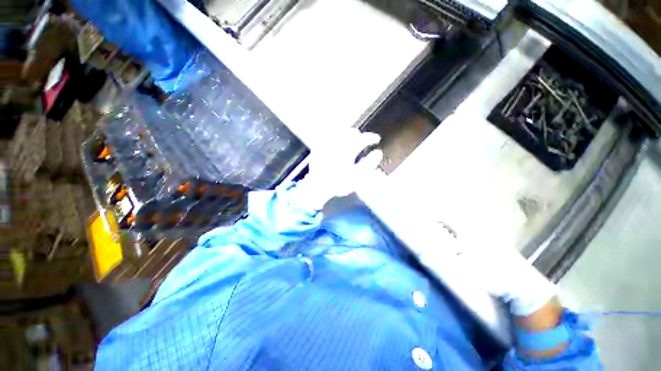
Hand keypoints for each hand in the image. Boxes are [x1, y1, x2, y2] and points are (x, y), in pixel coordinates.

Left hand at [296, 129, 382, 209]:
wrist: (317, 187)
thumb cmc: (339, 183)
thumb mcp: (358, 177)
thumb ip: (369, 164)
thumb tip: (378, 153)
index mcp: (348, 150)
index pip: (363, 138)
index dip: (372, 137)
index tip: (377, 139)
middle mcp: (337, 144)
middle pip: (351, 132)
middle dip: (360, 135)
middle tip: (364, 139)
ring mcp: (327, 144)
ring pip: (340, 132)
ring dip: (349, 133)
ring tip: (353, 137)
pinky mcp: (319, 147)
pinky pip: (329, 136)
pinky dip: (336, 136)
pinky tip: (338, 140)